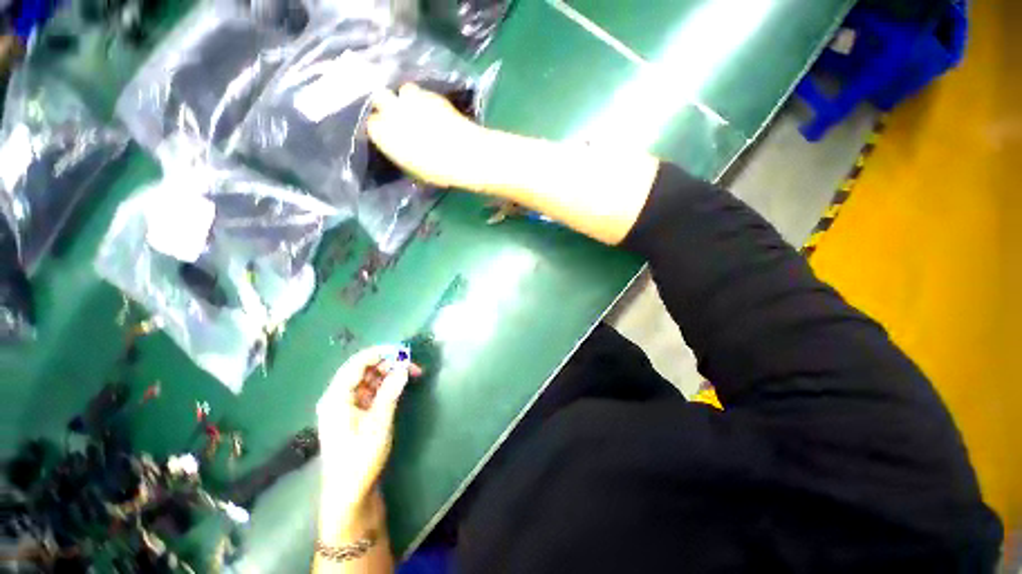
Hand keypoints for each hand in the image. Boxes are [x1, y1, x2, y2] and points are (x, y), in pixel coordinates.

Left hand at [316, 346, 420, 520]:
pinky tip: (399, 386)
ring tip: (410, 374)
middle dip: (387, 363)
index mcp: (337, 397)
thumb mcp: (378, 423)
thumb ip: (390, 392)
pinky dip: (385, 386)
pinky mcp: (355, 415)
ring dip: (388, 374)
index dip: (379, 353)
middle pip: (363, 370)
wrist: (350, 494)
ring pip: (368, 380)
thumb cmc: (360, 458)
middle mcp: (338, 398)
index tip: (402, 350)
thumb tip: (403, 367)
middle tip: (411, 365)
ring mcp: (346, 406)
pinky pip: (370, 392)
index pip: (356, 364)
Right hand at [367, 84, 489, 188]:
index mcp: (384, 134)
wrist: (465, 155)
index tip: (389, 134)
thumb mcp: (415, 169)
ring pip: (404, 90)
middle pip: (379, 97)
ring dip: (409, 99)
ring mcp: (413, 100)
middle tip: (398, 115)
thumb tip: (401, 148)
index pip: (372, 124)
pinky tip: (435, 111)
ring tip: (420, 110)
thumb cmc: (438, 171)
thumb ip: (402, 153)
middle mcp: (393, 112)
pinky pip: (424, 93)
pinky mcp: (433, 95)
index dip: (381, 128)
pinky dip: (427, 100)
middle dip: (386, 104)